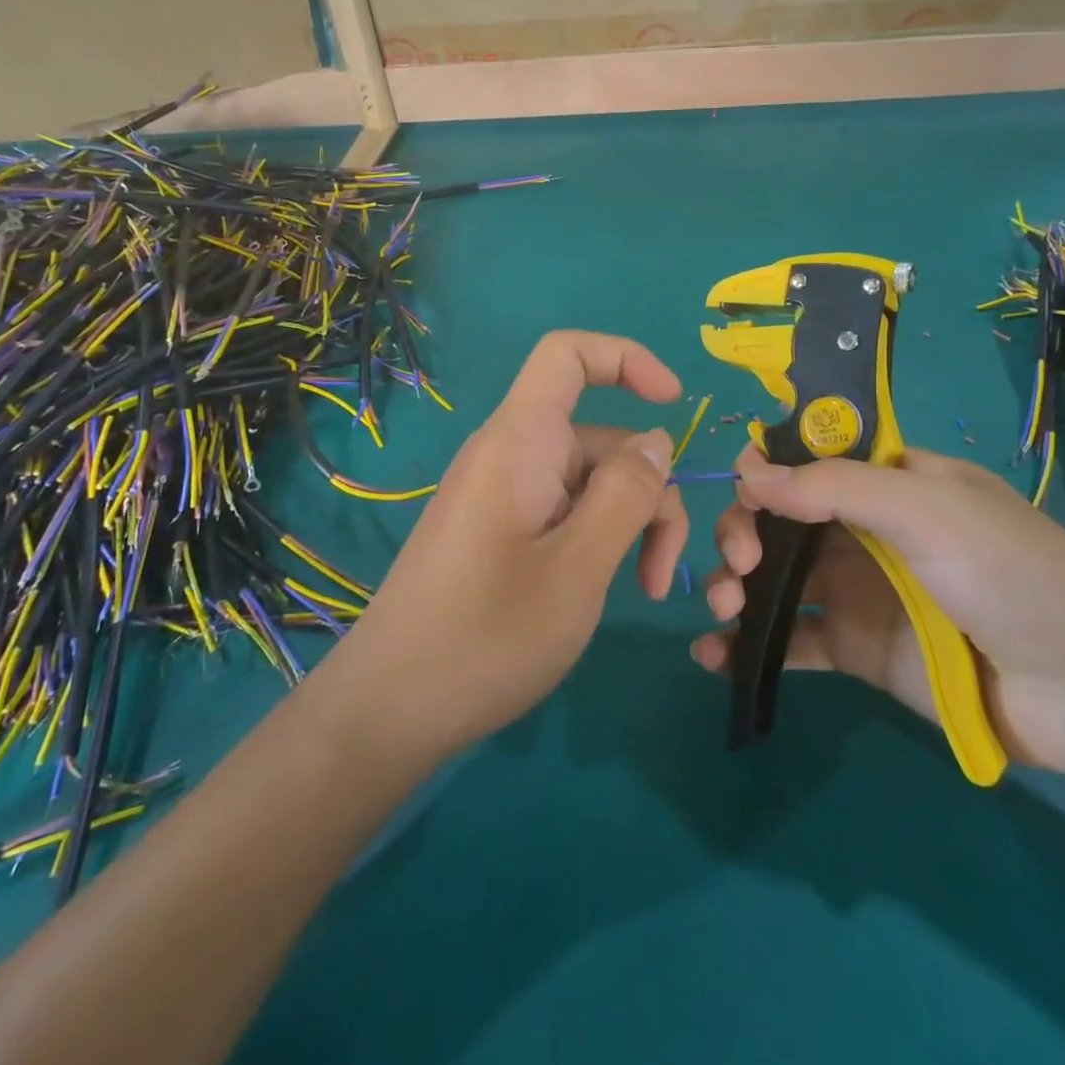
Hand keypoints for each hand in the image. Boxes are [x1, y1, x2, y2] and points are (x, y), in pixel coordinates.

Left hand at [327, 332, 690, 757]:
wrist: (389, 710)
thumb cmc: (486, 636)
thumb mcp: (578, 566)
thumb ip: (627, 493)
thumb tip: (656, 441)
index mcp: (520, 441)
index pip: (568, 354)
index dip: (626, 359)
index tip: (675, 404)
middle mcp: (510, 455)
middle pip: (599, 437)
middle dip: (648, 490)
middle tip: (663, 573)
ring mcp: (503, 495)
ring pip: (589, 481)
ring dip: (630, 524)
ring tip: (645, 590)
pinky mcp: (500, 531)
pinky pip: (564, 510)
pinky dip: (599, 539)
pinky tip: (606, 588)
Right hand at [694, 447, 1064, 773]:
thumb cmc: (1006, 571)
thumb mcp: (925, 507)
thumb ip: (835, 486)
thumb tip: (747, 472)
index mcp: (883, 481)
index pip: (804, 460)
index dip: (764, 469)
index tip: (745, 492)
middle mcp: (862, 529)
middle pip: (777, 518)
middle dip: (742, 532)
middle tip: (740, 564)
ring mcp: (855, 590)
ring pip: (773, 577)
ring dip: (732, 585)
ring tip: (722, 608)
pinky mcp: (854, 648)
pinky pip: (789, 640)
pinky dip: (747, 646)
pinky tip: (712, 655)